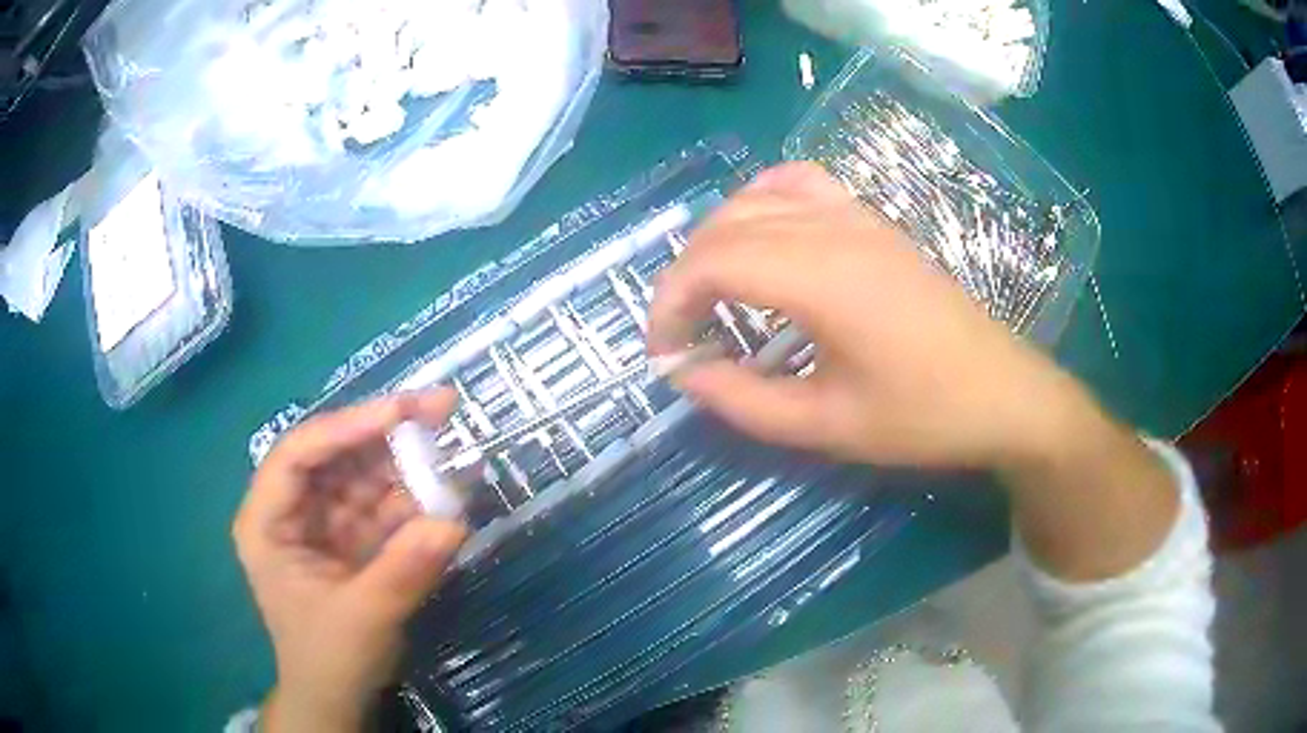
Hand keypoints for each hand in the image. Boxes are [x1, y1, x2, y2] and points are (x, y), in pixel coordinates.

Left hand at [233, 391, 467, 732]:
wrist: (338, 699)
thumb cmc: (329, 659)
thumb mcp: (363, 618)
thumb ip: (403, 570)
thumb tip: (453, 521)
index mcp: (267, 521)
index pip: (298, 455)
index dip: (346, 426)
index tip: (401, 411)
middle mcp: (292, 510)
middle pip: (336, 455)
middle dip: (387, 433)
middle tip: (442, 408)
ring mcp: (323, 523)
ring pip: (365, 476)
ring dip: (409, 465)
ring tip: (456, 450)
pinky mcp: (352, 539)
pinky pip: (385, 508)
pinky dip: (417, 499)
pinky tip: (450, 490)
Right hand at [649, 163, 1176, 580]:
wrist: (1003, 393)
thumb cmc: (922, 416)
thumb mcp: (825, 426)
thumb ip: (742, 401)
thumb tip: (684, 373)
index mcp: (822, 278)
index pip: (712, 262)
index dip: (670, 303)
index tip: (663, 352)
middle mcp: (833, 229)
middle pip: (725, 226)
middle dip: (685, 276)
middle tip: (682, 335)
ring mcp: (857, 216)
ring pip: (756, 198)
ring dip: (717, 239)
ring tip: (713, 292)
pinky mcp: (873, 220)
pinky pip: (800, 184)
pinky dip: (760, 202)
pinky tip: (761, 238)